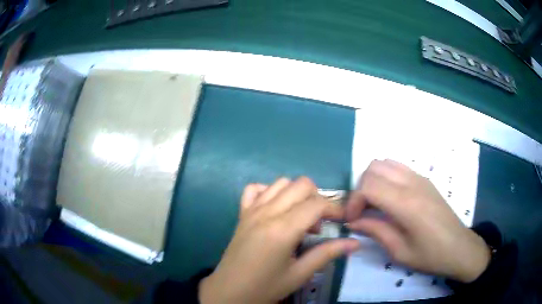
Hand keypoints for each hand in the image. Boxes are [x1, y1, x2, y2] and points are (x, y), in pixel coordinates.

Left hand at [199, 177, 359, 303]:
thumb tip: (356, 243)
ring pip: (281, 183)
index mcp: (283, 229)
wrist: (230, 291)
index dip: (335, 209)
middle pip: (301, 184)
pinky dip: (269, 192)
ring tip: (299, 219)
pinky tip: (275, 210)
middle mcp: (267, 213)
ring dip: (297, 195)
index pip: (317, 204)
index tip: (342, 221)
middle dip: (317, 198)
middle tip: (319, 224)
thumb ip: (327, 254)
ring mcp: (251, 210)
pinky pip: (255, 189)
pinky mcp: (242, 214)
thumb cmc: (266, 287)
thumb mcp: (300, 274)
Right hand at [345, 159, 490, 282]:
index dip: (353, 201)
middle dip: (360, 188)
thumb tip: (353, 221)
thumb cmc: (430, 256)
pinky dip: (386, 177)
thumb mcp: (399, 251)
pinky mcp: (425, 180)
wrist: (459, 248)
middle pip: (374, 168)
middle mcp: (413, 183)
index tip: (352, 220)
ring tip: (374, 203)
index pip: (369, 186)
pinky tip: (389, 198)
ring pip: (385, 163)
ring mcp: (420, 178)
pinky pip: (398, 167)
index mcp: (407, 204)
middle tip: (362, 212)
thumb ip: (375, 231)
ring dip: (373, 180)